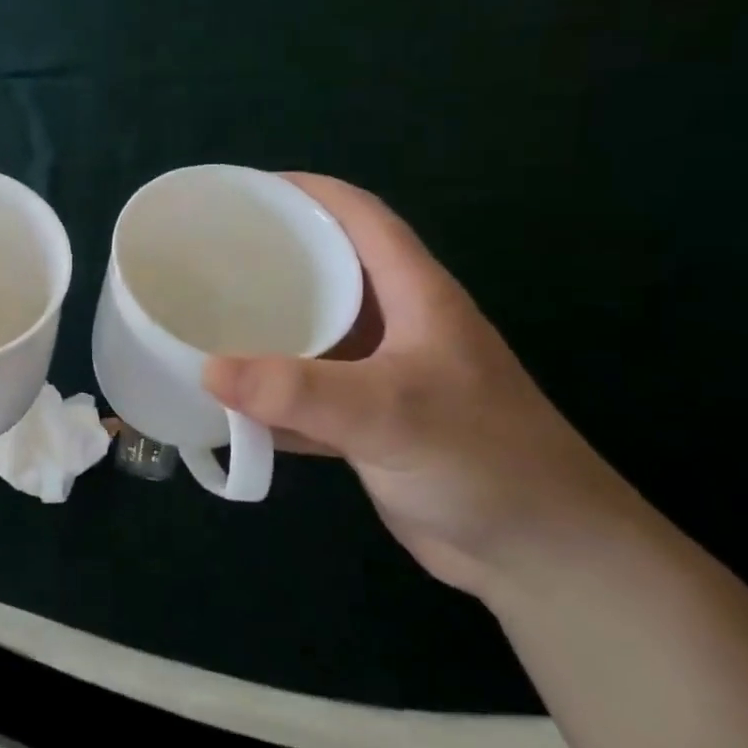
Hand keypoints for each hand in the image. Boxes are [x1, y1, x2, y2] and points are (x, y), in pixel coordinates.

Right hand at [203, 175, 647, 596]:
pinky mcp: (371, 428)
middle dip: (272, 260)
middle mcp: (399, 329)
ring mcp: (384, 380)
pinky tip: (229, 404)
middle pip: (329, 274)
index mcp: (417, 297)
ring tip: (205, 322)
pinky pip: (308, 399)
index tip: (245, 191)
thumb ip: (298, 392)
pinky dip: (271, 400)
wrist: (542, 556)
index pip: (361, 219)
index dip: (308, 192)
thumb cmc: (484, 462)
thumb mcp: (390, 413)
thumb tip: (207, 370)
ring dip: (265, 333)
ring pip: (314, 339)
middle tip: (207, 259)